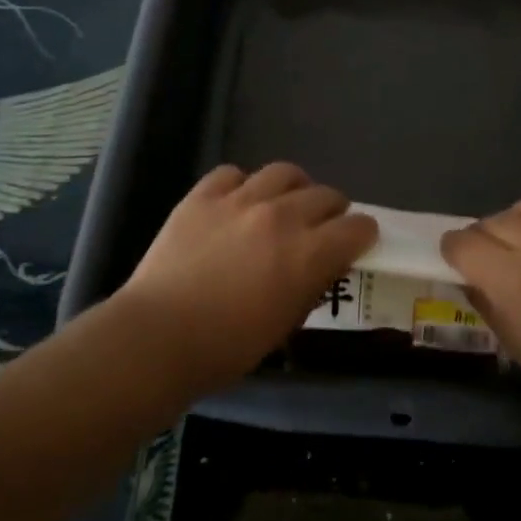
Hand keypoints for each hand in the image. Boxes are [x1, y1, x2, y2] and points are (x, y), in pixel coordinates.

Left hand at [117, 163, 377, 397]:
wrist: (158, 337)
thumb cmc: (227, 348)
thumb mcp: (285, 325)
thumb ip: (311, 286)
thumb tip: (322, 266)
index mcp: (309, 253)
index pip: (357, 227)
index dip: (362, 235)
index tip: (357, 243)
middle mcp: (282, 216)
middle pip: (326, 194)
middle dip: (333, 210)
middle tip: (322, 227)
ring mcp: (240, 200)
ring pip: (284, 172)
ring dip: (294, 188)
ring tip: (285, 203)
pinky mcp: (203, 196)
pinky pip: (233, 173)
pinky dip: (243, 185)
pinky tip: (237, 203)